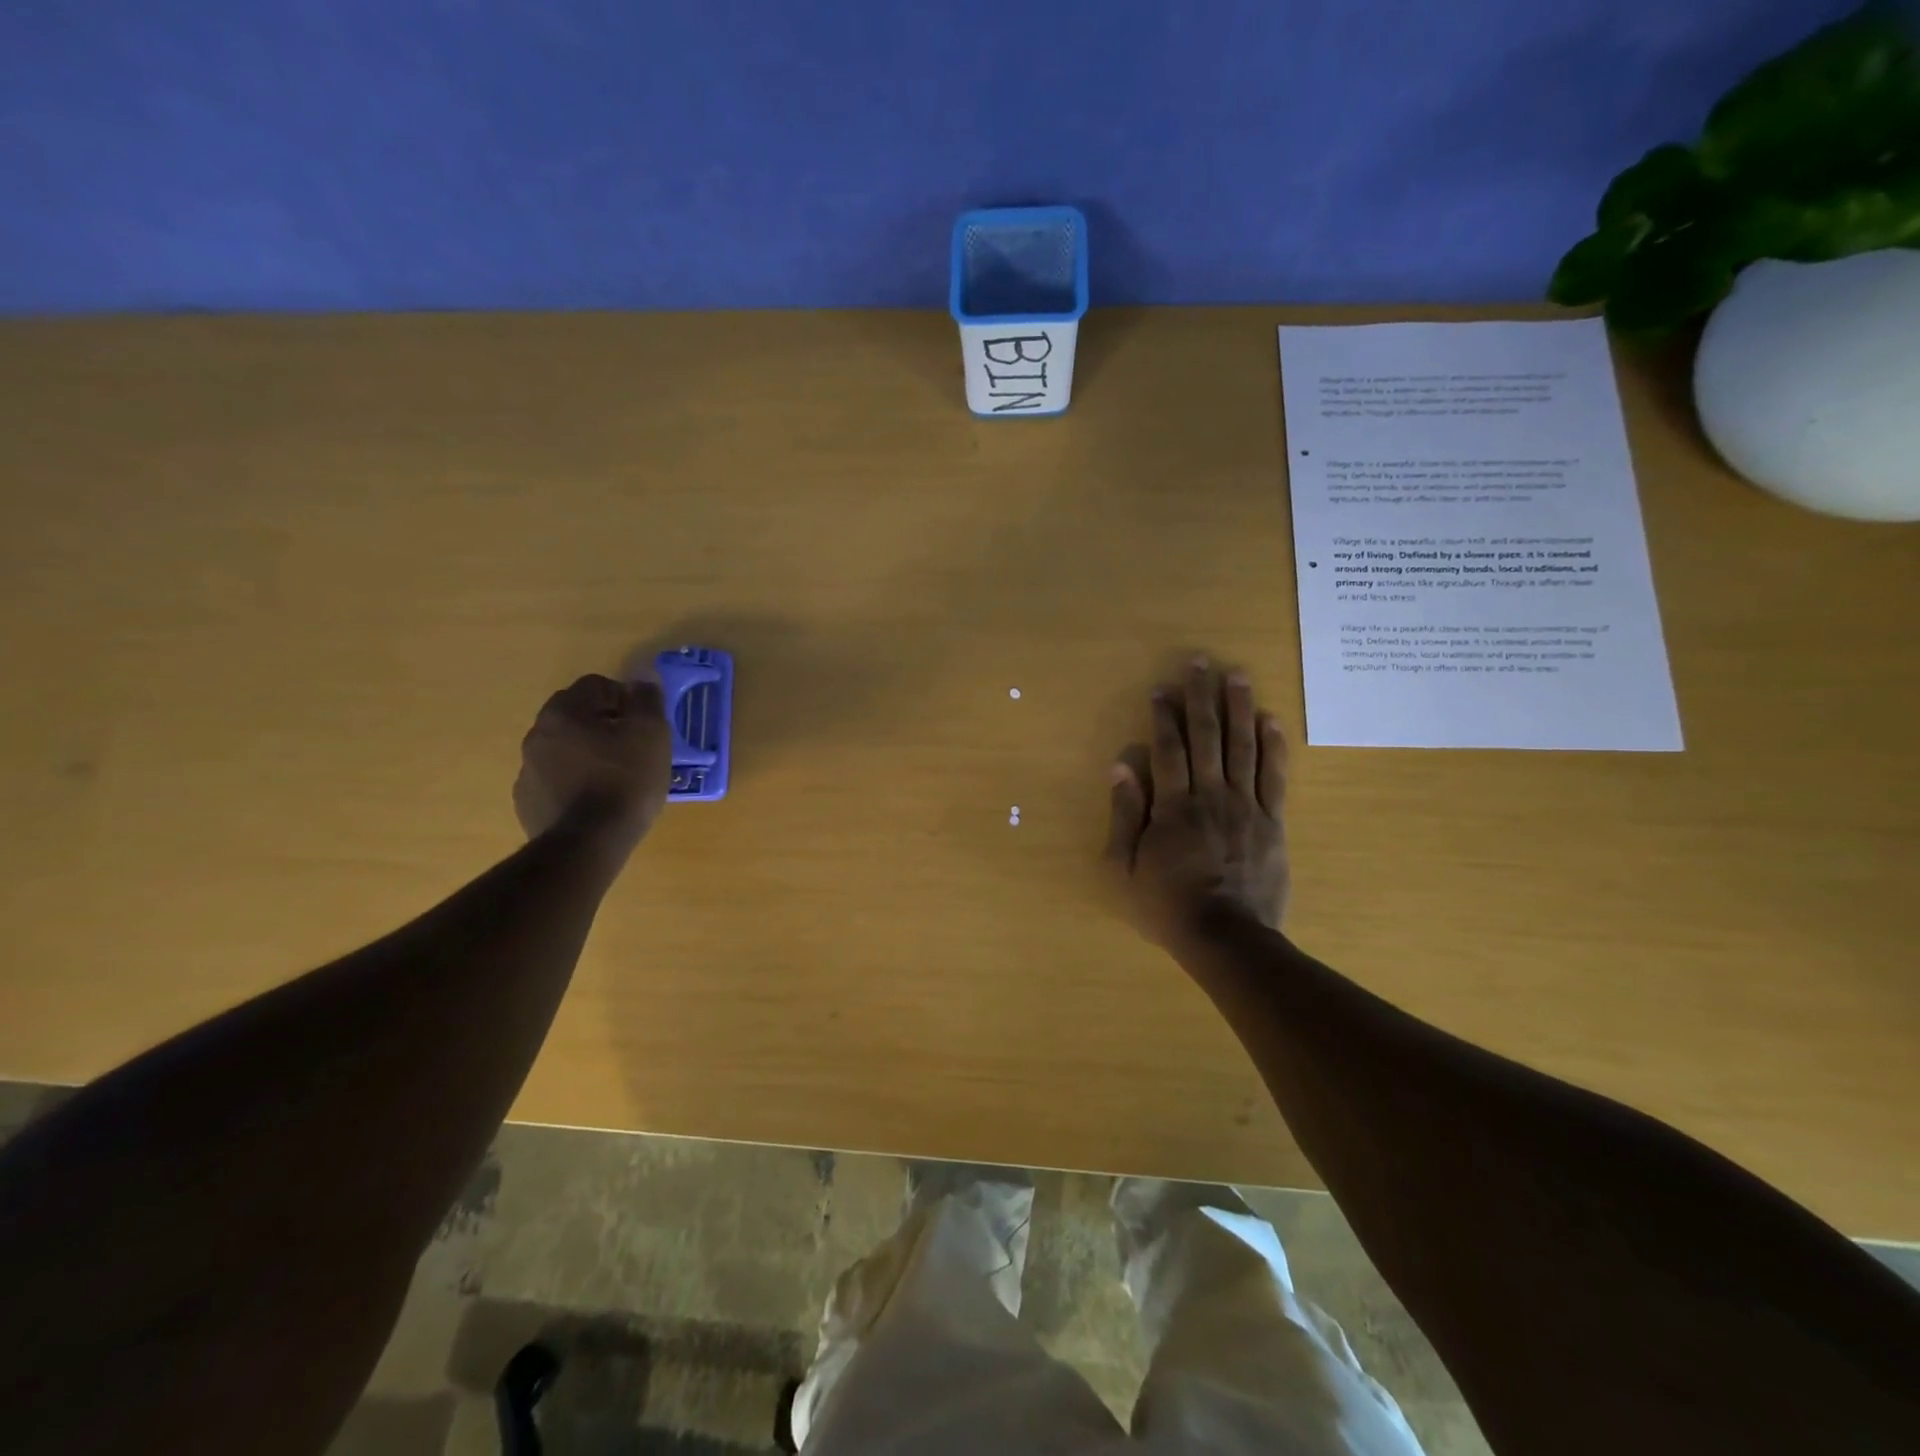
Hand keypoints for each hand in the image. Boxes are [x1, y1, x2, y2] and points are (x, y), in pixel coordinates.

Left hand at [513, 674, 673, 849]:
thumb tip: (642, 683)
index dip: (624, 698)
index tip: (643, 722)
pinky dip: (573, 782)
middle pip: (575, 716)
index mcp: (564, 712)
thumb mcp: (651, 734)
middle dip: (603, 724)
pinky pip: (555, 780)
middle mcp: (537, 734)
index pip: (595, 685)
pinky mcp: (528, 802)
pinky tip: (596, 801)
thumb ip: (647, 701)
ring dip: (586, 754)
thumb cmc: (625, 781)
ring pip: (563, 749)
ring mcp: (527, 770)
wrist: (588, 843)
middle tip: (632, 747)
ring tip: (616, 778)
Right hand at [1106, 658, 1288, 946]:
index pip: (1168, 749)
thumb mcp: (1124, 867)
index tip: (1162, 688)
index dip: (1164, 716)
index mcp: (1173, 806)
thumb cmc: (1167, 905)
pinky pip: (1275, 776)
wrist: (1227, 938)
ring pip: (1243, 747)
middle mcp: (1210, 795)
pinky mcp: (1273, 822)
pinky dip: (1273, 746)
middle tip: (1201, 662)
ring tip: (1237, 676)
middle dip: (1201, 697)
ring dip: (1239, 708)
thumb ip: (1124, 815)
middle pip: (1207, 736)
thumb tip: (1121, 767)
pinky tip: (1271, 720)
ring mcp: (1246, 806)